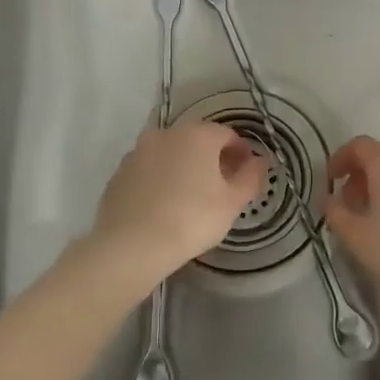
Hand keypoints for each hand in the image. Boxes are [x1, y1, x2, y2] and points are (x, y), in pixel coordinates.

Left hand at [90, 121, 268, 276]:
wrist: (131, 244)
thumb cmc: (191, 219)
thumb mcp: (232, 203)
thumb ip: (251, 177)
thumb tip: (260, 161)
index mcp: (197, 135)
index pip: (228, 135)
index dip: (241, 152)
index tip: (247, 173)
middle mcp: (165, 134)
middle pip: (197, 140)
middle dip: (212, 158)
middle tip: (222, 186)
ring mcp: (138, 152)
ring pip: (170, 154)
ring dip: (184, 167)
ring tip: (192, 197)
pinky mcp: (119, 173)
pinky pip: (149, 170)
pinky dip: (161, 179)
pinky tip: (164, 205)